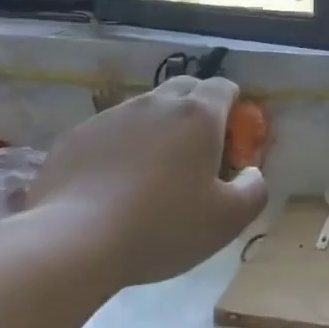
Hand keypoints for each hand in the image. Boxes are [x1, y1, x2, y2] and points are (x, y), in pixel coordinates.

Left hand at [16, 76, 266, 289]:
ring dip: (158, 127)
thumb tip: (252, 172)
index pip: (224, 87)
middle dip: (197, 109)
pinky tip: (112, 185)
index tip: (230, 142)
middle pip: (186, 88)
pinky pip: (111, 130)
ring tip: (151, 173)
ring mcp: (114, 115)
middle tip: (196, 153)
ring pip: (146, 108)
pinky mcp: (79, 134)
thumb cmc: (162, 227)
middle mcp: (157, 103)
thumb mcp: (227, 220)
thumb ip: (254, 189)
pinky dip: (121, 146)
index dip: (233, 109)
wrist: (74, 240)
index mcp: (198, 115)